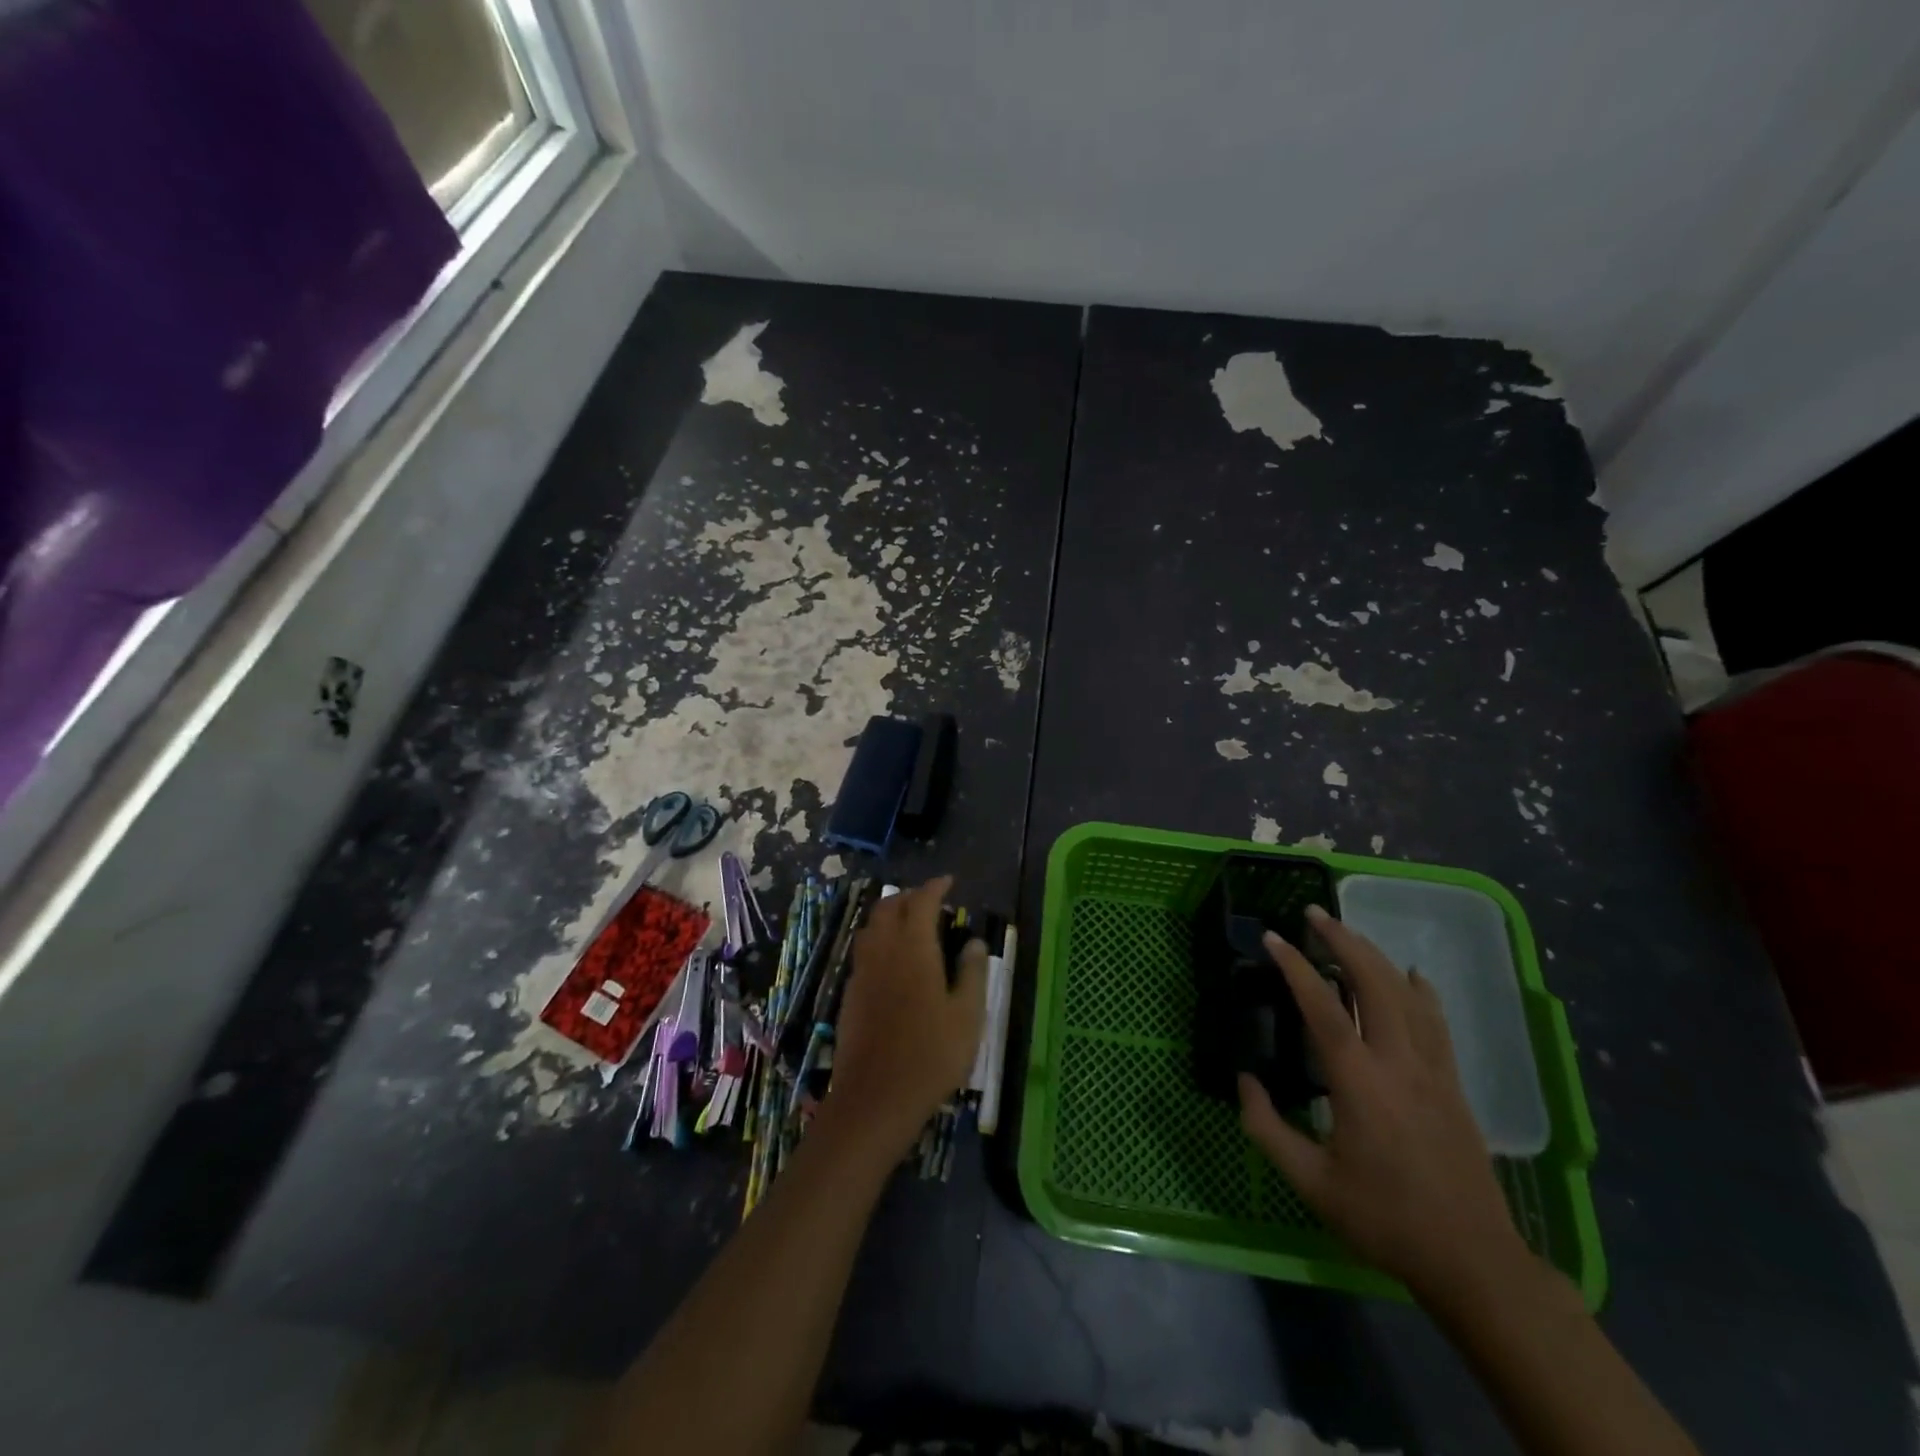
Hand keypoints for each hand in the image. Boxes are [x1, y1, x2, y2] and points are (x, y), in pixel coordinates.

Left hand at [823, 876, 987, 1159]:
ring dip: (890, 915)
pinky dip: (880, 940)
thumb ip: (972, 973)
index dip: (935, 887)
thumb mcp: (967, 1016)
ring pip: (872, 927)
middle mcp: (882, 950)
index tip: (949, 882)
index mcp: (913, 948)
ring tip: (912, 925)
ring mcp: (862, 972)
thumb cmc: (931, 1055)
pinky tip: (894, 961)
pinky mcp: (851, 994)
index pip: (921, 902)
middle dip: (909, 896)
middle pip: (889, 907)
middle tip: (931, 902)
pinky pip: (864, 951)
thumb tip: (973, 942)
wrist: (875, 1098)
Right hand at [1238, 905, 1528, 1303]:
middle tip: (1315, 915)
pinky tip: (1412, 975)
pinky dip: (1421, 991)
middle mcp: (1398, 1064)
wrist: (1472, 1260)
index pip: (1323, 1008)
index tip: (1274, 939)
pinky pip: (1437, 1023)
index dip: (1296, 968)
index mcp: (1359, 1084)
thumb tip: (1245, 1081)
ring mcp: (1433, 1071)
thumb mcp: (1311, 1182)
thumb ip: (1267, 1128)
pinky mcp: (1453, 1085)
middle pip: (1374, 984)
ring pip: (1407, 995)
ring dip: (1376, 957)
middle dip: (1343, 942)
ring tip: (1349, 933)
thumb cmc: (1383, 1219)